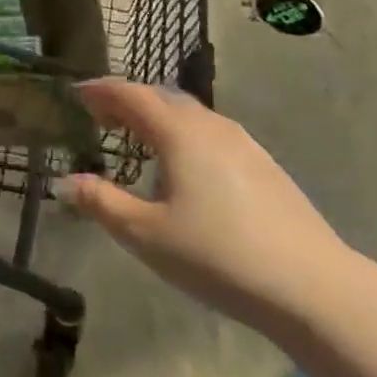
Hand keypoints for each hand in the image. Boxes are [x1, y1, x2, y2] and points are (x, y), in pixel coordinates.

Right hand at [56, 79, 353, 324]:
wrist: (312, 286)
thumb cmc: (217, 255)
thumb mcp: (146, 234)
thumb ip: (101, 203)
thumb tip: (64, 183)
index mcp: (179, 132)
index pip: (131, 94)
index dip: (101, 90)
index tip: (76, 93)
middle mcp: (211, 126)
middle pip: (162, 98)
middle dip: (127, 101)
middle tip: (101, 116)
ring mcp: (244, 144)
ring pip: (190, 115)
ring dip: (158, 117)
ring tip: (138, 139)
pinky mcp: (265, 166)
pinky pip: (212, 134)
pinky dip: (184, 134)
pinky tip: (184, 167)